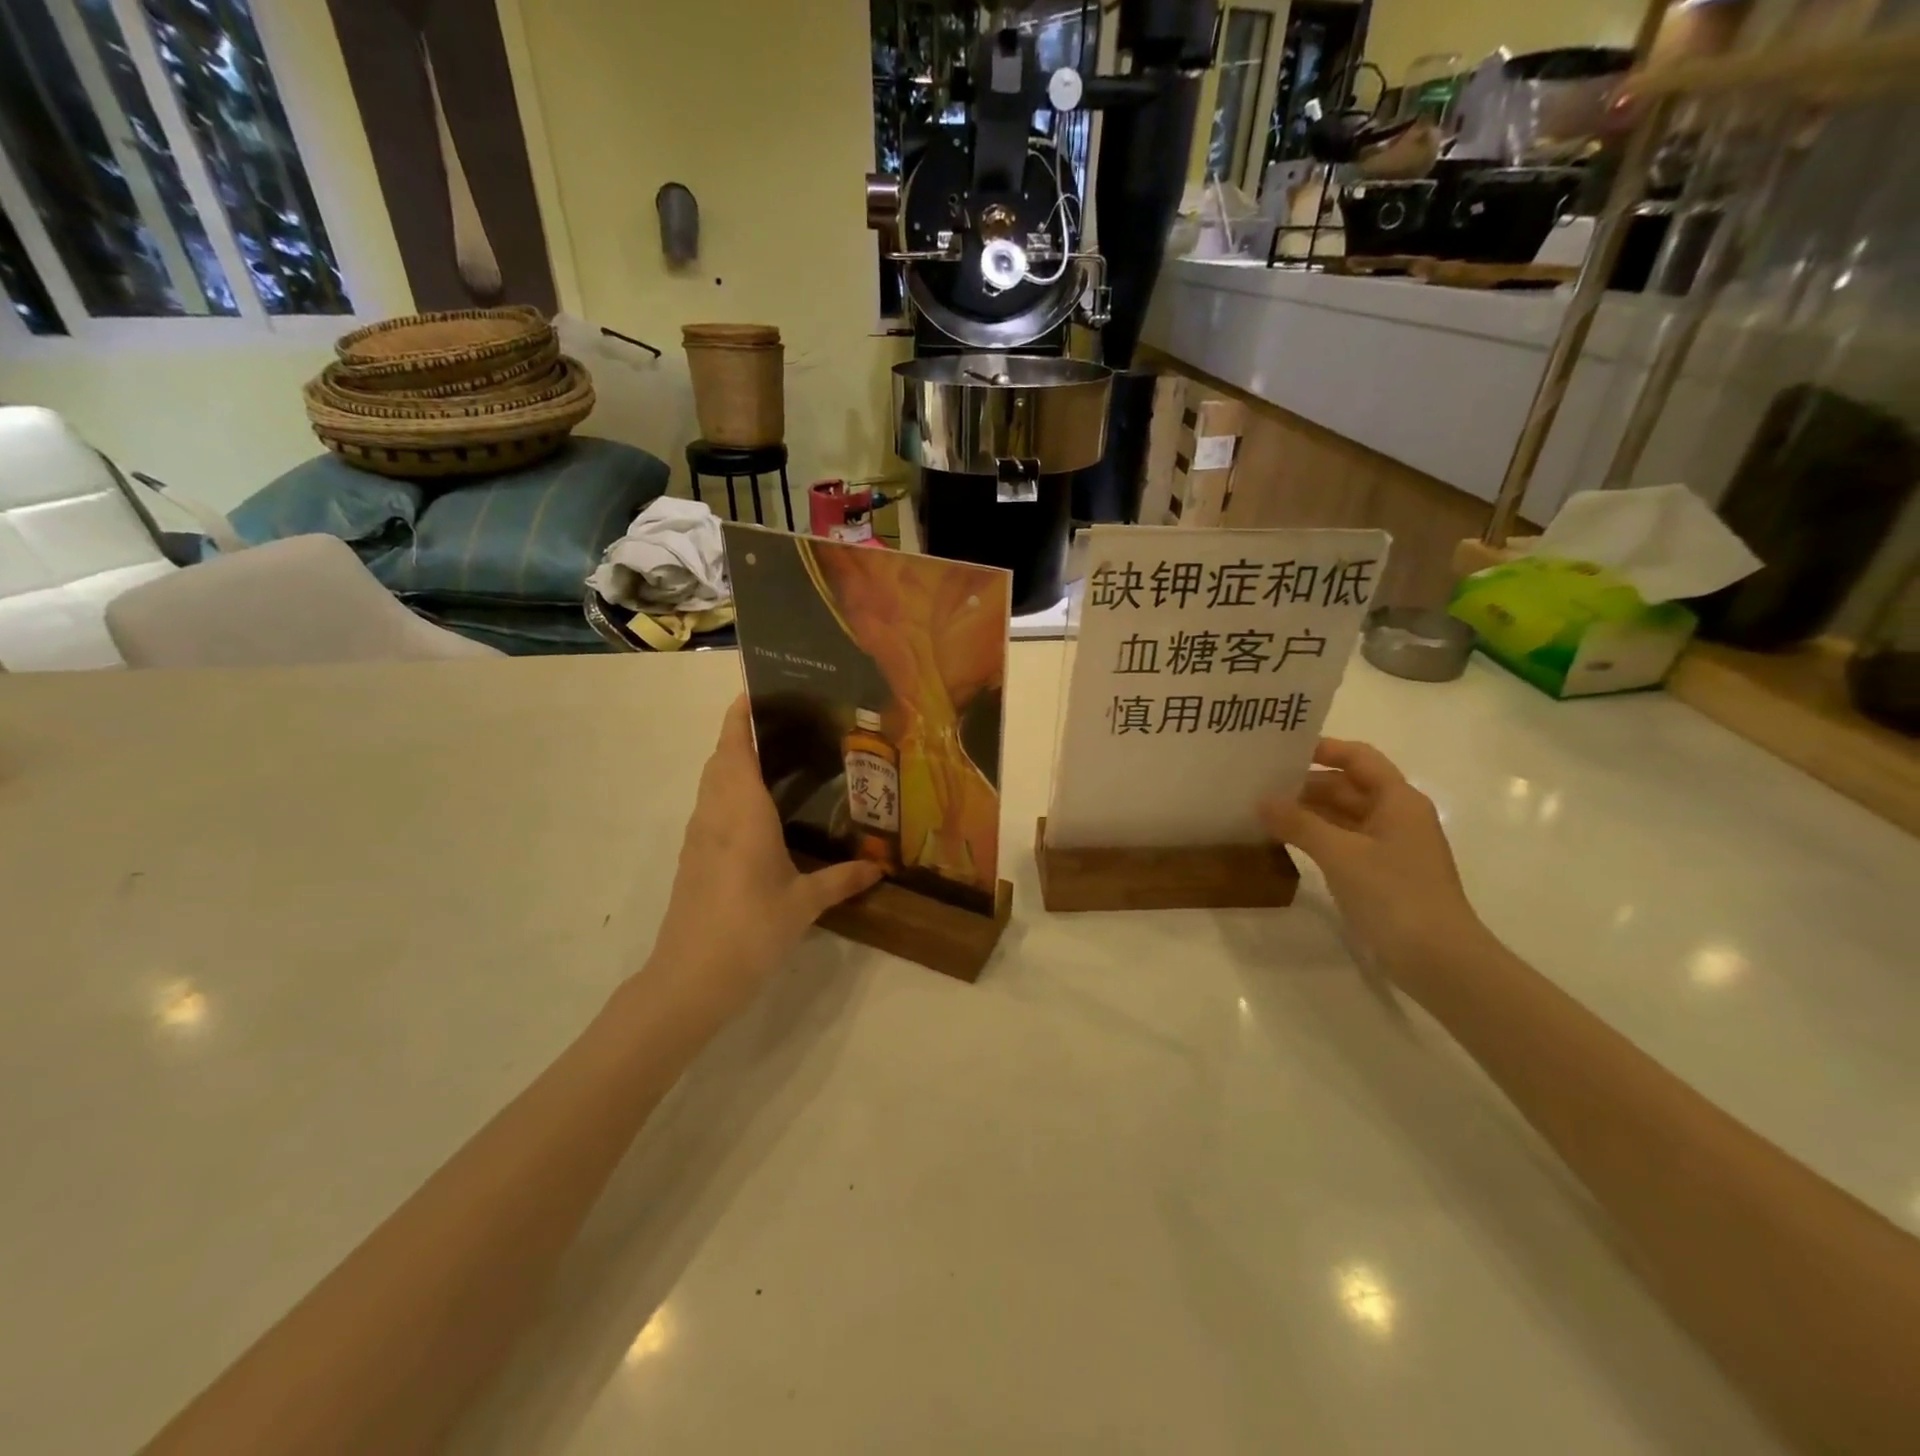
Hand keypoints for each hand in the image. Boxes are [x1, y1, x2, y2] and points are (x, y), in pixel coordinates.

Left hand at [643, 696, 882, 1025]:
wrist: (691, 978)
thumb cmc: (751, 929)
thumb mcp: (804, 904)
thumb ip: (842, 880)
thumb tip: (880, 867)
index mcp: (743, 811)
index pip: (735, 747)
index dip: (740, 715)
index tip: (757, 691)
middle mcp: (716, 814)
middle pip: (720, 758)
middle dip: (742, 734)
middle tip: (785, 726)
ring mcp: (699, 836)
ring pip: (711, 783)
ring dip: (733, 763)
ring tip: (776, 760)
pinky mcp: (693, 858)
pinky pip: (710, 808)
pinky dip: (729, 792)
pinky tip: (758, 813)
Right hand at [1260, 738, 1483, 980]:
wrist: (1439, 961)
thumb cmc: (1395, 895)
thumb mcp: (1341, 854)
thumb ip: (1299, 823)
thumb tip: (1261, 801)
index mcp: (1398, 800)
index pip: (1359, 758)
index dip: (1324, 749)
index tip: (1282, 750)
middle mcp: (1397, 817)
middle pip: (1348, 787)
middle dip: (1306, 784)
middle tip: (1259, 784)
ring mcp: (1390, 848)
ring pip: (1343, 817)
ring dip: (1308, 813)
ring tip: (1263, 811)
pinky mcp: (1381, 875)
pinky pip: (1343, 843)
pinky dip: (1316, 838)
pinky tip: (1285, 842)